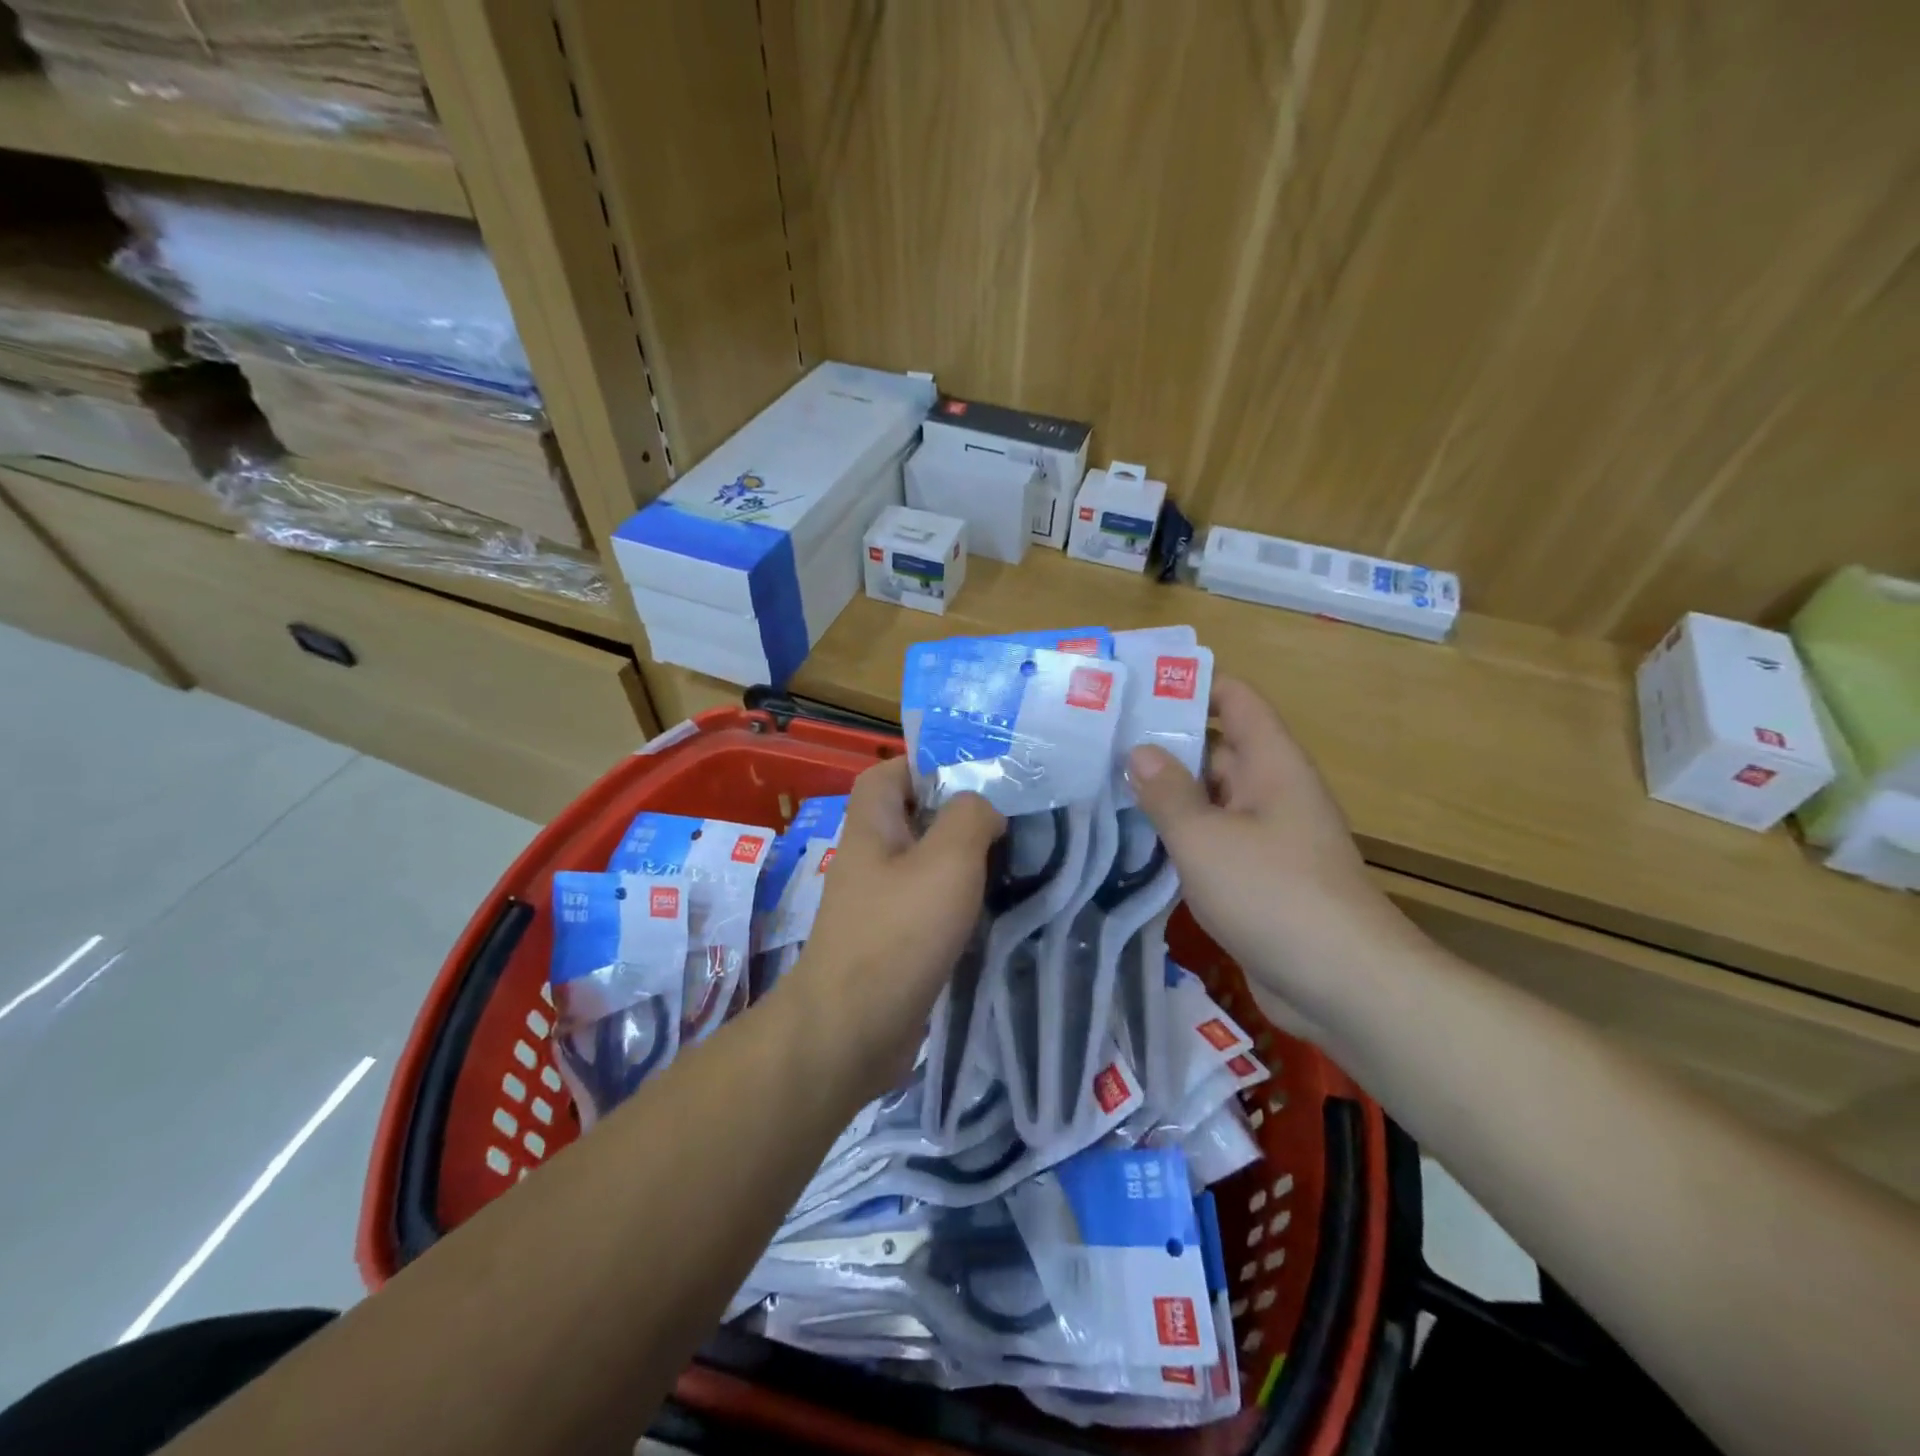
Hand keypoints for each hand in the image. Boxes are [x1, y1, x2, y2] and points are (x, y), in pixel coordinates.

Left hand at [785, 756, 1003, 1098]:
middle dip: (959, 815)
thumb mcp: (947, 860)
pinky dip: (957, 903)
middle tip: (1009, 820)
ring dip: (963, 862)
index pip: (889, 773)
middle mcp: (870, 858)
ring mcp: (878, 903)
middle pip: (913, 818)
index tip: (978, 777)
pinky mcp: (892, 942)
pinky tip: (993, 910)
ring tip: (1012, 861)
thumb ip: (970, 817)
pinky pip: (928, 906)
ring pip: (925, 864)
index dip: (928, 765)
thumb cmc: (899, 932)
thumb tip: (983, 808)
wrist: (853, 1031)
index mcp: (872, 826)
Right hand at [1127, 677, 1425, 1017]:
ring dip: (1166, 794)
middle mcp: (1272, 790)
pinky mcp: (1258, 877)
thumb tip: (1139, 751)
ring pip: (1210, 799)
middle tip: (1099, 740)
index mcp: (1271, 763)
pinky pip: (1213, 840)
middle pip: (1216, 748)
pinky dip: (1179, 836)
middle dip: (1164, 742)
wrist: (1343, 985)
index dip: (1192, 685)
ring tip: (1102, 784)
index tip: (1137, 687)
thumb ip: (1167, 792)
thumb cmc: (1273, 894)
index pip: (1236, 700)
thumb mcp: (1206, 838)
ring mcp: (1266, 836)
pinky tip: (1133, 841)